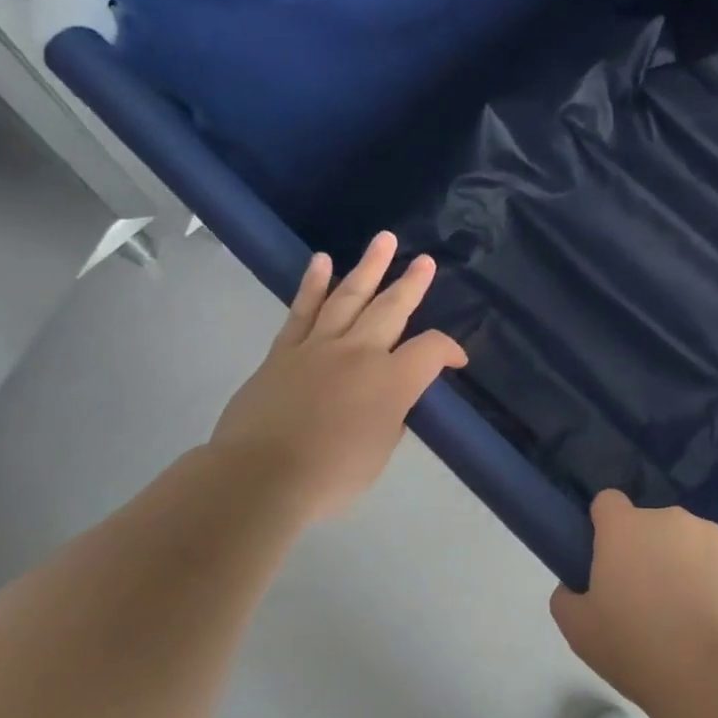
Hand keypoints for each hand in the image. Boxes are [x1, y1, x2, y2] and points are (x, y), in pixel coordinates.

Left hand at [208, 232, 466, 525]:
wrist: (260, 477)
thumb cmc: (331, 474)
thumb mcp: (381, 452)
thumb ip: (391, 418)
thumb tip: (387, 401)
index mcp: (392, 380)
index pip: (432, 350)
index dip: (450, 351)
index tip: (457, 361)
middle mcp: (360, 352)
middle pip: (392, 308)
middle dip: (412, 283)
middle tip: (426, 261)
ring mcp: (319, 346)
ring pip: (349, 297)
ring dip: (369, 267)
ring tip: (385, 240)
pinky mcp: (284, 352)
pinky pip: (302, 311)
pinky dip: (313, 285)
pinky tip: (322, 261)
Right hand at [550, 491, 717, 710]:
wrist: (711, 676)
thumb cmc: (635, 648)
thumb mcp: (578, 630)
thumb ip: (566, 596)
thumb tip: (575, 585)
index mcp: (625, 528)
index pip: (608, 502)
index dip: (605, 525)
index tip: (608, 557)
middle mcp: (669, 519)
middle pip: (651, 525)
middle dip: (647, 549)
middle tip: (647, 596)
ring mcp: (711, 534)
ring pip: (688, 541)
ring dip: (683, 562)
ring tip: (687, 612)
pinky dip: (716, 578)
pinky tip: (716, 616)